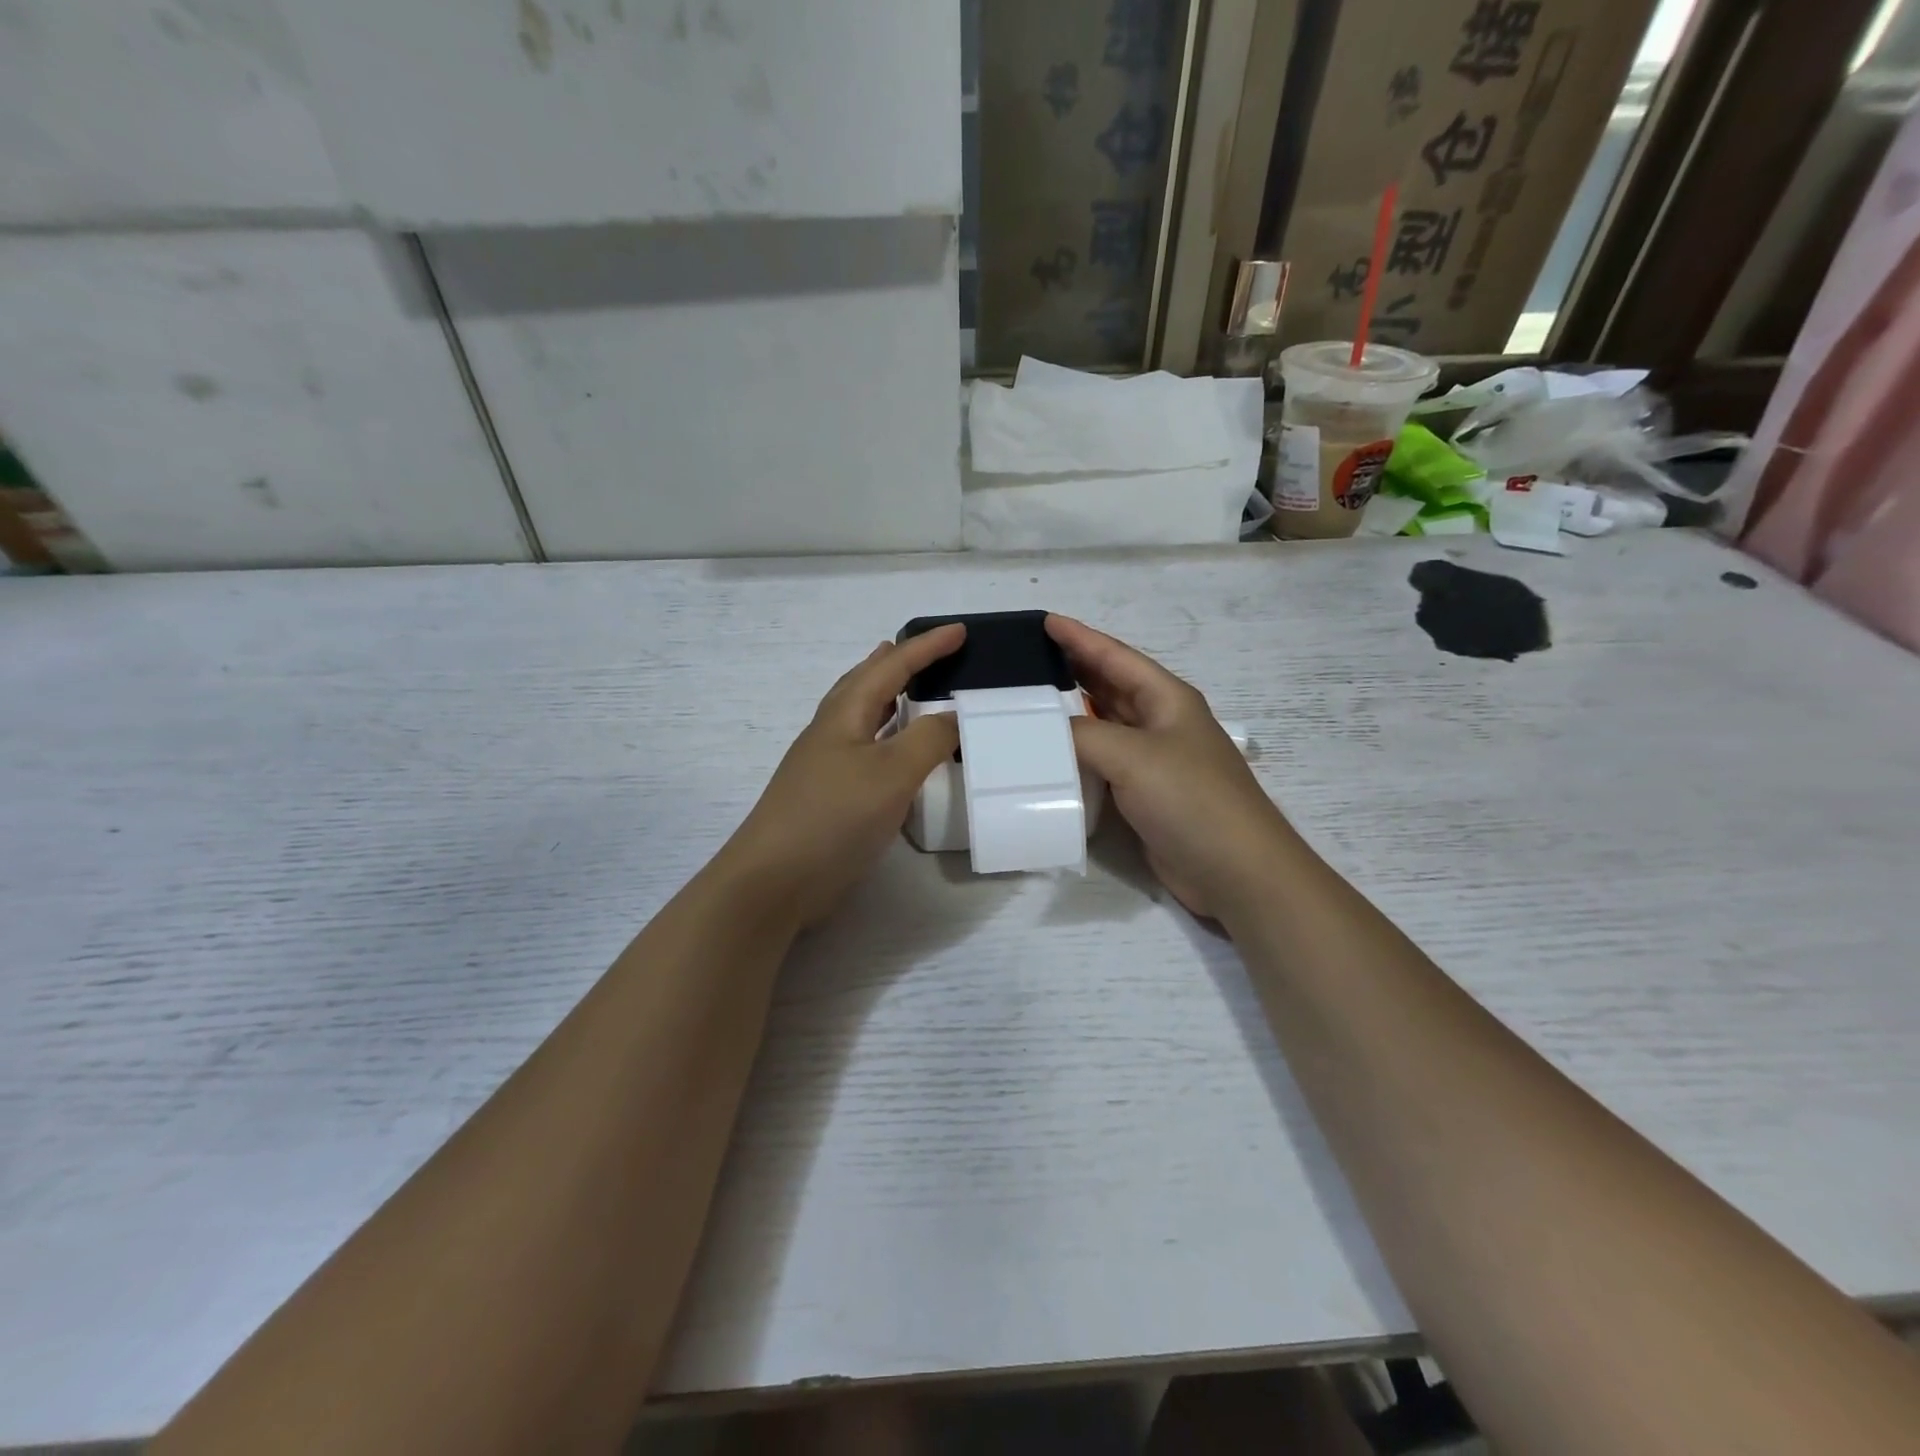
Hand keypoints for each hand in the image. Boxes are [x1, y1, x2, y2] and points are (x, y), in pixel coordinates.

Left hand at [719, 626, 964, 930]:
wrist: (775, 878)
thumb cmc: (833, 815)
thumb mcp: (892, 772)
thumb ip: (928, 739)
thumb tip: (952, 716)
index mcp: (845, 713)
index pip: (892, 667)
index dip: (927, 647)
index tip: (960, 631)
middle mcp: (833, 731)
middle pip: (866, 683)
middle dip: (896, 663)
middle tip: (925, 652)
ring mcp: (827, 764)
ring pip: (863, 716)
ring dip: (888, 697)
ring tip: (910, 691)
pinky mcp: (831, 795)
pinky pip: (866, 750)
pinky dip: (887, 737)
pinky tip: (897, 754)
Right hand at [1048, 615, 1289, 921]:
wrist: (1234, 870)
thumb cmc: (1191, 799)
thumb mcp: (1133, 756)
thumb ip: (1083, 735)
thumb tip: (1044, 731)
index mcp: (1166, 698)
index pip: (1115, 656)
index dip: (1079, 637)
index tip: (1042, 621)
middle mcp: (1160, 722)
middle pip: (1110, 686)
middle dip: (1072, 669)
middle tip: (1026, 661)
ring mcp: (1154, 760)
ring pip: (1105, 723)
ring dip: (1072, 712)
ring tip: (1028, 701)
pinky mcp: (1145, 794)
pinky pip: (1103, 762)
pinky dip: (1077, 754)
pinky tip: (1050, 754)